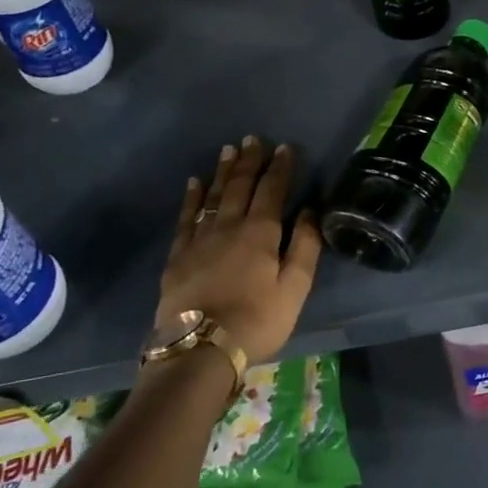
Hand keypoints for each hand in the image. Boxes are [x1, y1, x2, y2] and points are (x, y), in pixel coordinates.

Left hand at [155, 136, 321, 363]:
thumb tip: (309, 211)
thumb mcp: (294, 288)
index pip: (272, 190)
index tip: (285, 147)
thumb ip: (304, 247)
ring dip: (223, 171)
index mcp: (260, 232)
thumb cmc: (257, 320)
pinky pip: (186, 217)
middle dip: (249, 161)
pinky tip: (194, 183)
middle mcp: (229, 226)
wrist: (200, 349)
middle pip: (240, 186)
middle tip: (252, 139)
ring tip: (228, 150)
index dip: (280, 167)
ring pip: (214, 196)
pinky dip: (192, 198)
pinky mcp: (178, 255)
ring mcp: (200, 239)